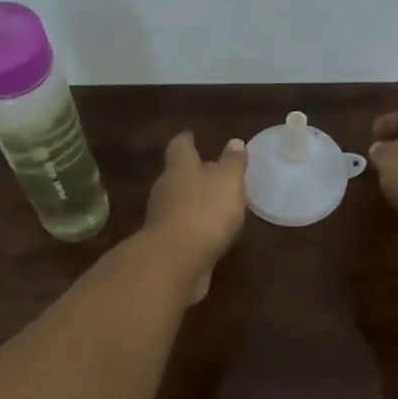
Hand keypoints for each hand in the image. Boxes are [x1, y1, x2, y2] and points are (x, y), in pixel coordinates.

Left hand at [142, 132, 247, 301]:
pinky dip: (195, 227)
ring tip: (217, 204)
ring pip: (180, 203)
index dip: (187, 140)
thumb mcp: (228, 181)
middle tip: (212, 172)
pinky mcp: (167, 245)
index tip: (192, 136)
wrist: (175, 262)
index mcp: (180, 168)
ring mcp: (163, 218)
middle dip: (193, 173)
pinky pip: (183, 229)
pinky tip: (211, 233)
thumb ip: (233, 163)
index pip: (180, 146)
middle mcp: (166, 189)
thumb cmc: (204, 211)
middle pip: (178, 175)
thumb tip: (234, 142)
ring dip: (195, 202)